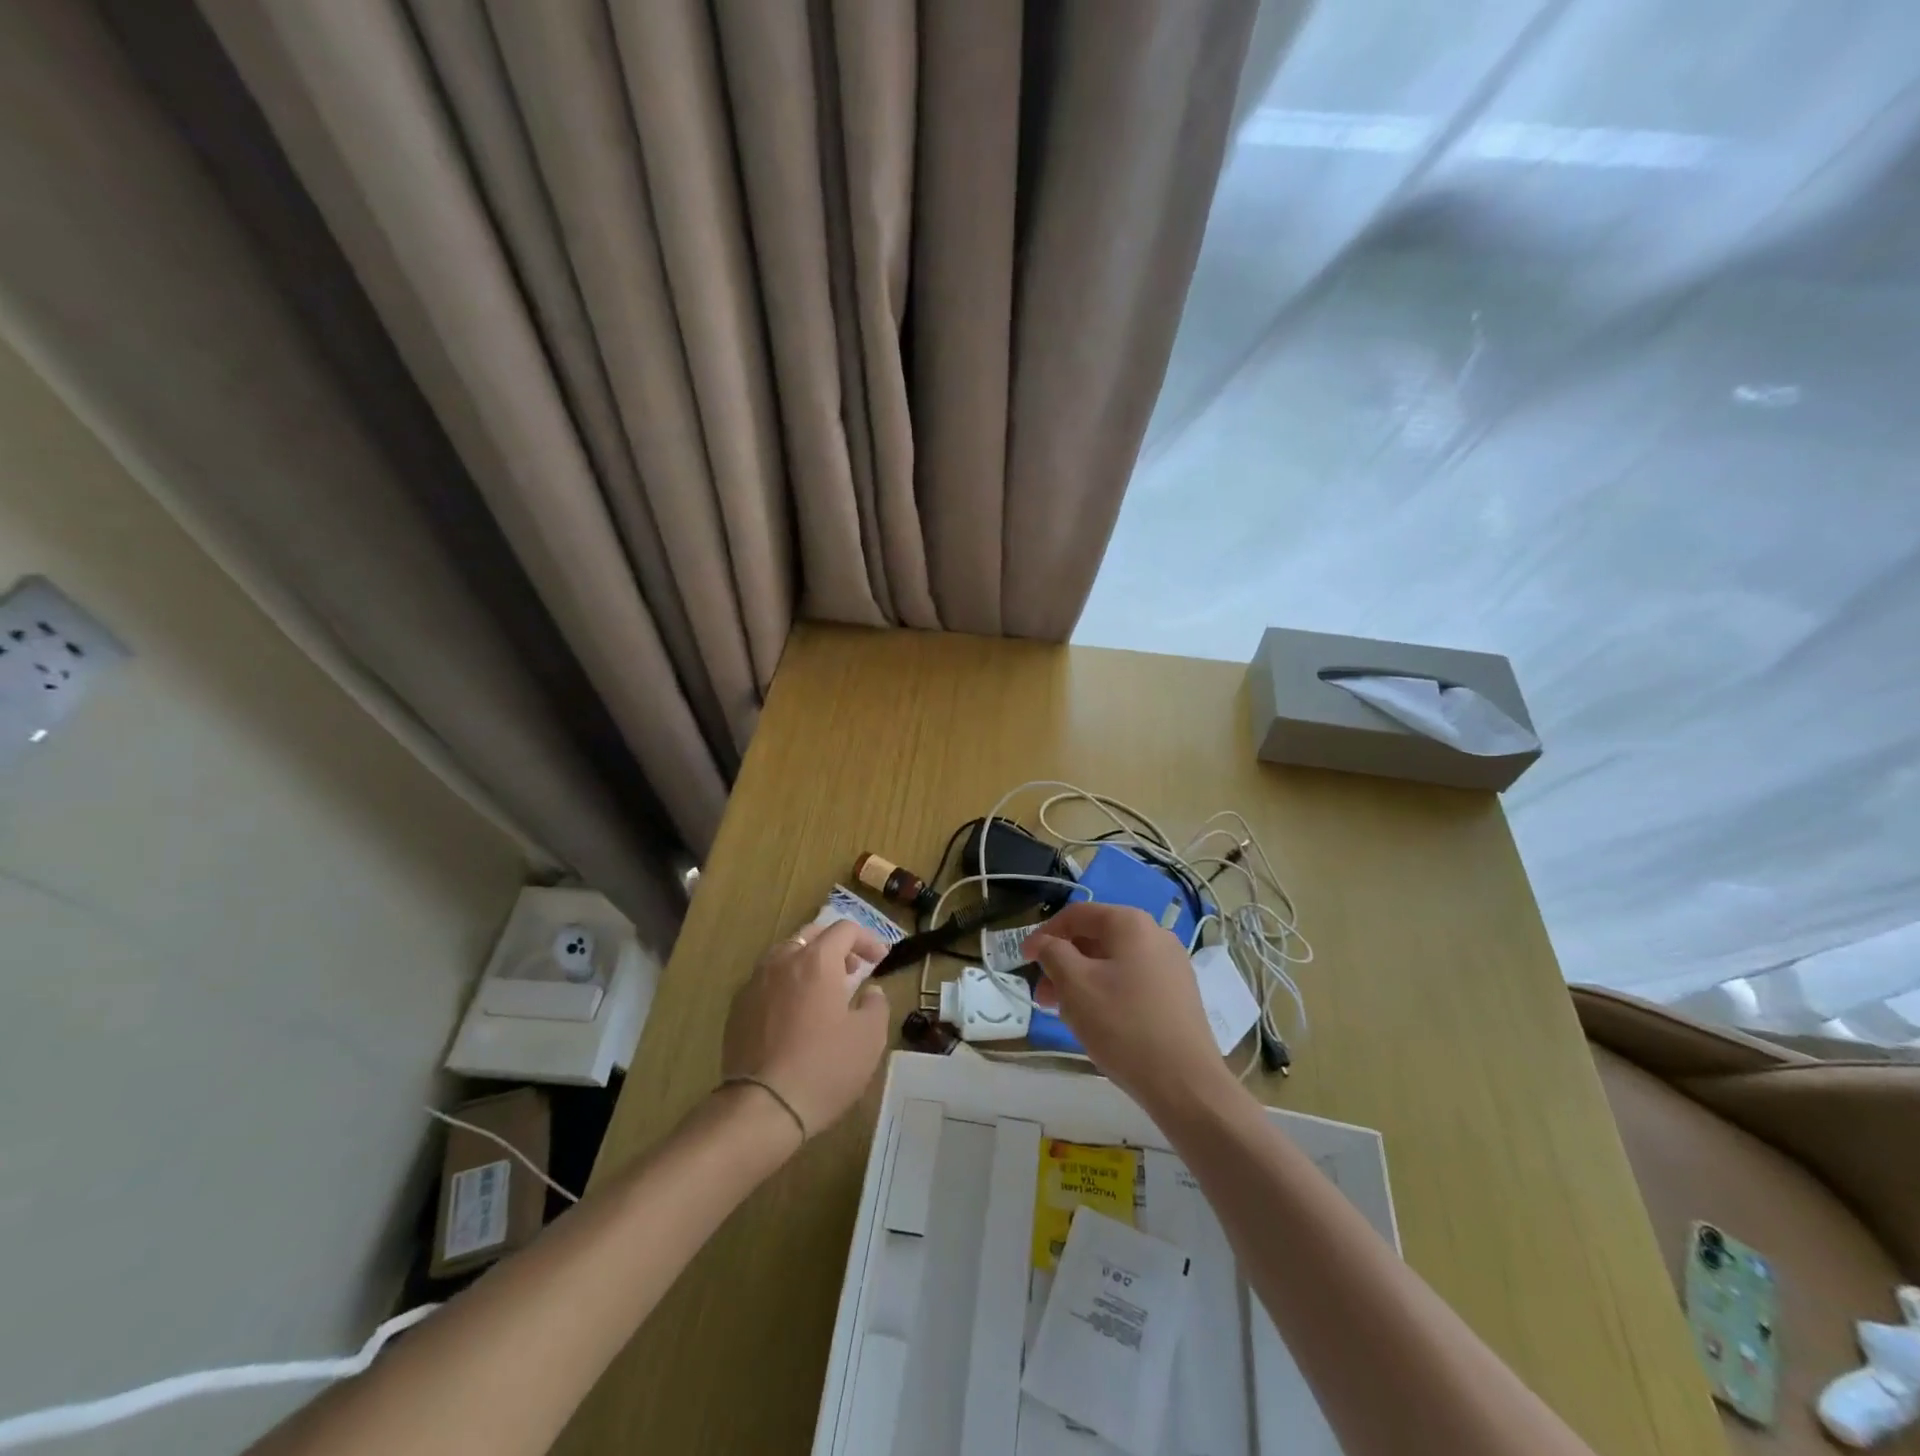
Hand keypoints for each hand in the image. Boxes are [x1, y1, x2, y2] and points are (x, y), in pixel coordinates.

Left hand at [721, 920, 890, 1139]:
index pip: (845, 930)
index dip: (867, 939)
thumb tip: (870, 992)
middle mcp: (782, 961)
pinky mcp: (737, 1008)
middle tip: (852, 969)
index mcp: (816, 961)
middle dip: (836, 946)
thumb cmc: (824, 1068)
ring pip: (785, 956)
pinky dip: (786, 985)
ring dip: (808, 963)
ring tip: (823, 991)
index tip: (880, 960)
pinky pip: (767, 982)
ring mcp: (754, 983)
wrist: (762, 1107)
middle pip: (811, 935)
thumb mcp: (869, 1038)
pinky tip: (794, 1014)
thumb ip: (876, 1004)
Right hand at [1025, 902, 1233, 1117]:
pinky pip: (1132, 982)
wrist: (1185, 1083)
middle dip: (1062, 963)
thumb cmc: (1123, 1025)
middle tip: (1042, 996)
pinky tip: (1096, 1023)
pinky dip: (1106, 993)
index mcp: (1131, 923)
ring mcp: (1172, 965)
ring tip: (1064, 1014)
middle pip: (1096, 938)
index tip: (1024, 960)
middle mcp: (1156, 935)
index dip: (1044, 934)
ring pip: (1113, 963)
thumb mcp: (1075, 985)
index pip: (1077, 915)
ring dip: (1082, 981)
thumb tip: (1045, 943)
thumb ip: (1052, 954)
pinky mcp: (1178, 995)